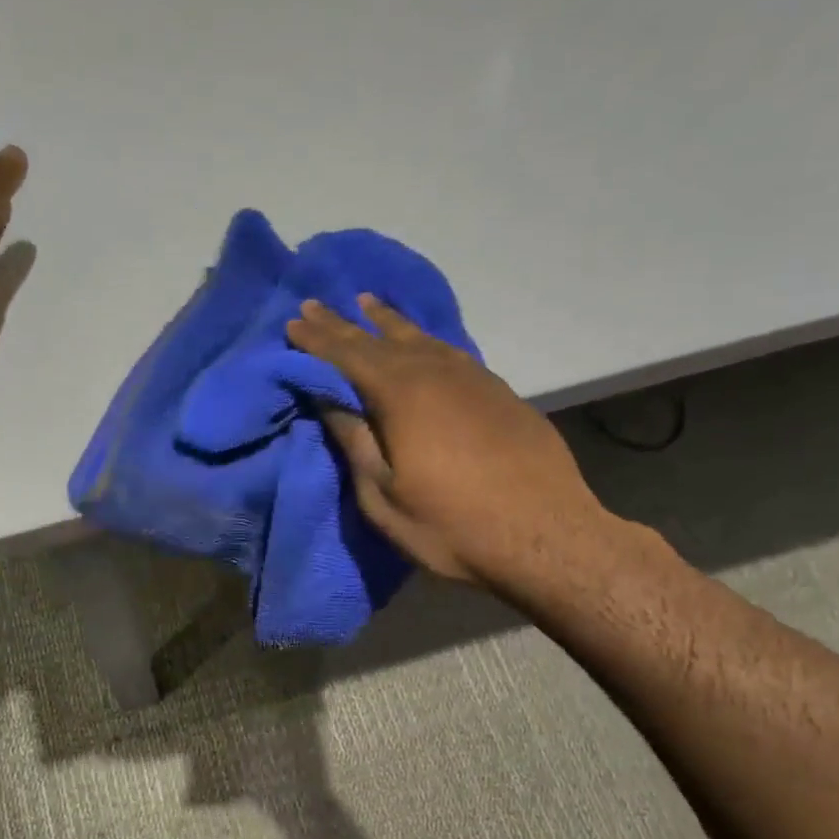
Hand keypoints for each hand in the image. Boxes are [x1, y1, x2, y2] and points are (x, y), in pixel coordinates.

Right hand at [286, 295, 617, 598]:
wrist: (546, 535)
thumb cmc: (451, 525)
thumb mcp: (384, 496)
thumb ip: (354, 442)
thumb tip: (326, 398)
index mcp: (401, 396)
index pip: (347, 356)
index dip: (317, 340)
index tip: (293, 322)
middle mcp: (436, 373)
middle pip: (380, 340)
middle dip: (343, 324)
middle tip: (314, 304)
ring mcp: (473, 378)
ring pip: (420, 339)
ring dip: (387, 321)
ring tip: (366, 303)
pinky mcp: (498, 391)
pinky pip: (448, 351)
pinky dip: (424, 339)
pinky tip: (420, 341)